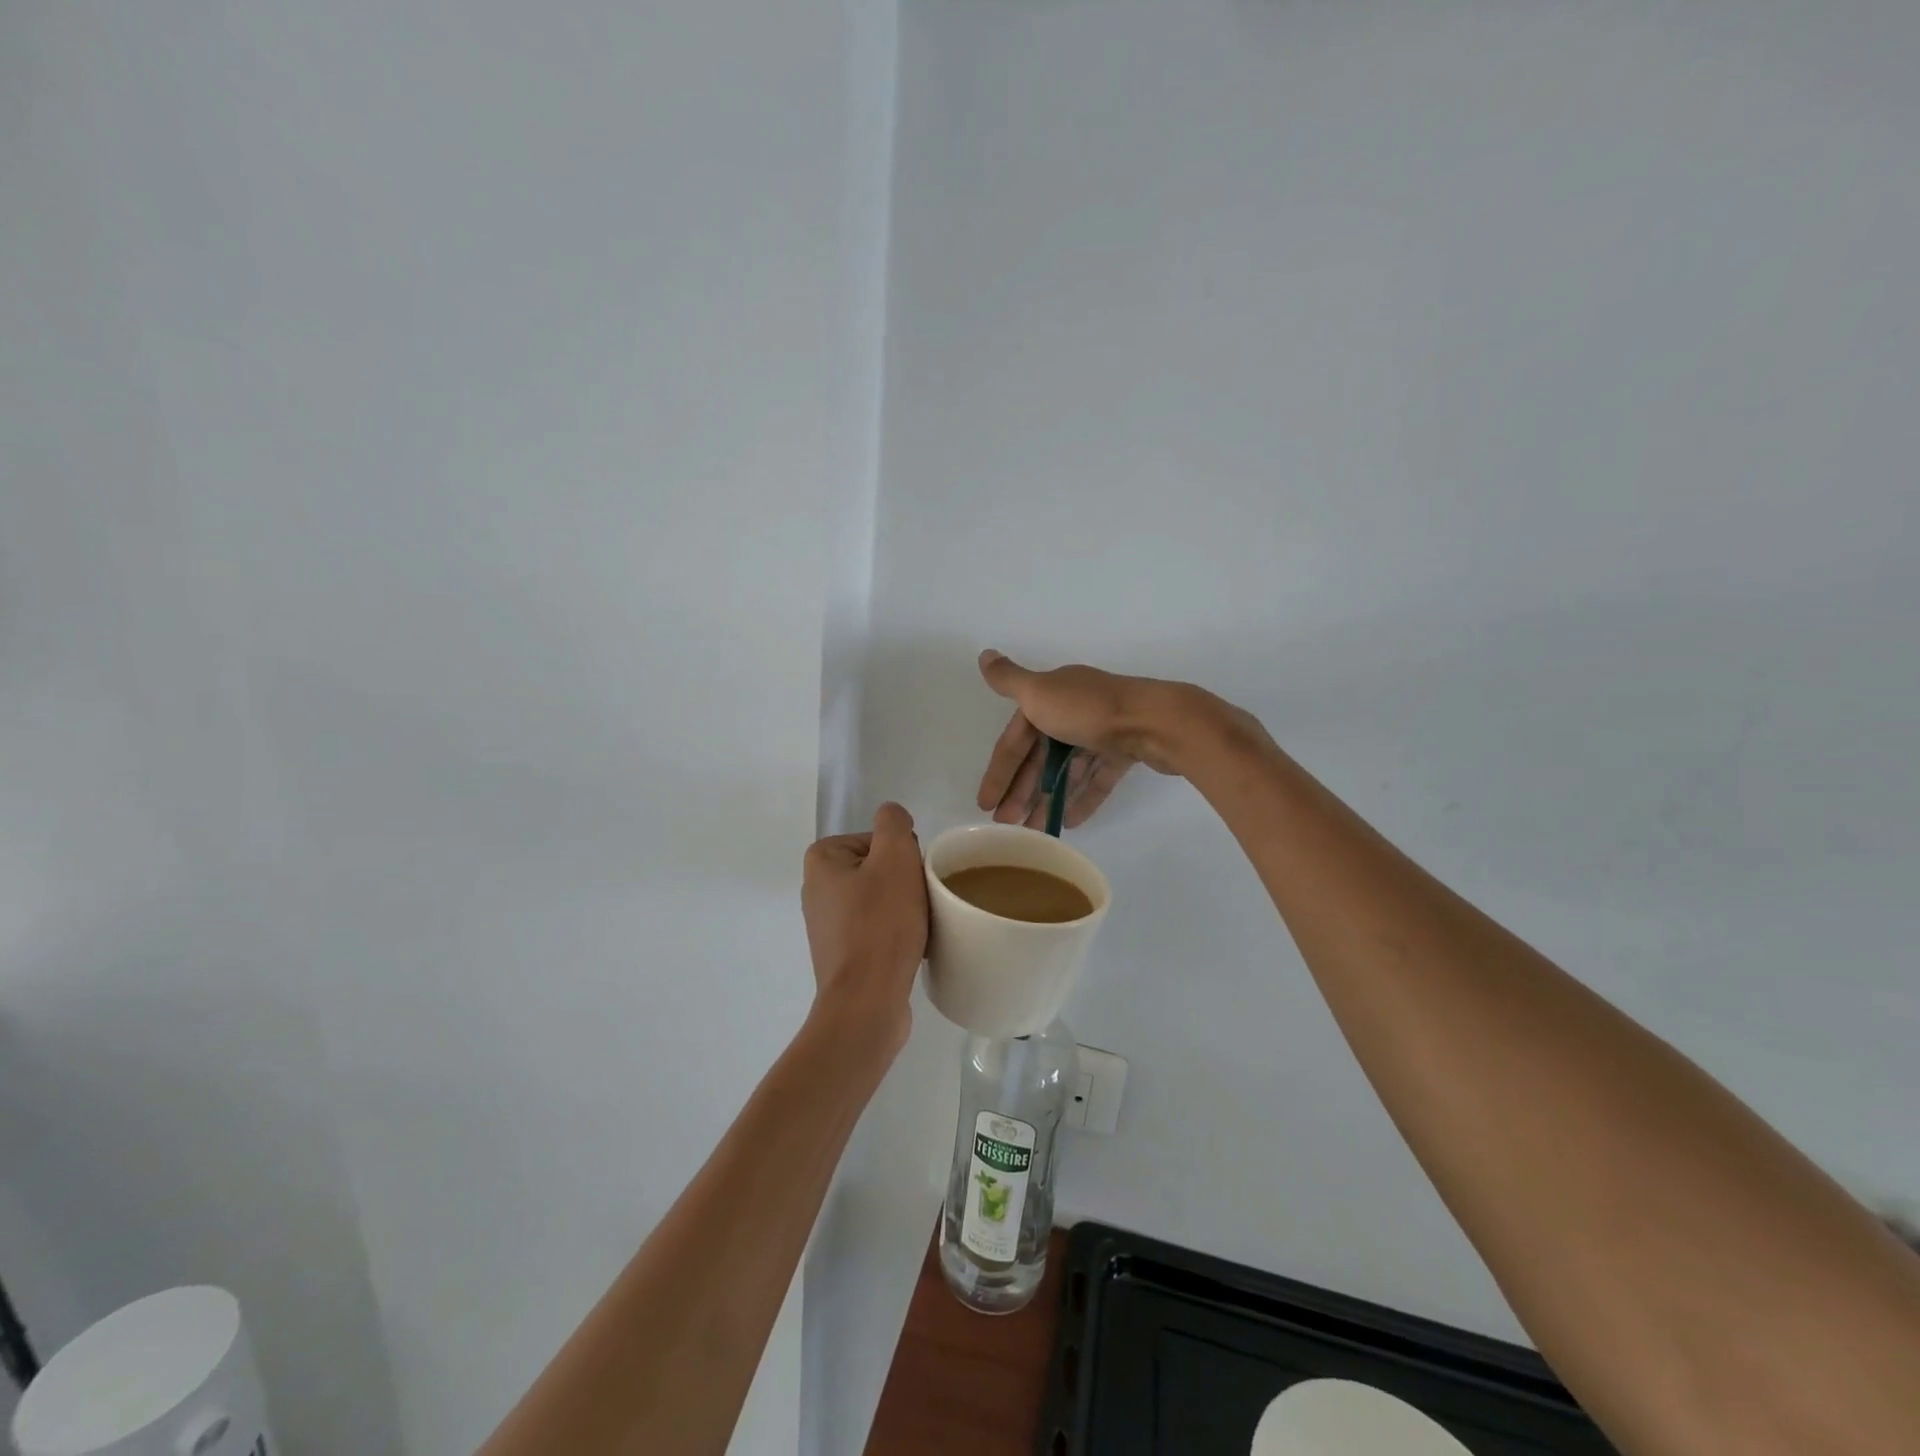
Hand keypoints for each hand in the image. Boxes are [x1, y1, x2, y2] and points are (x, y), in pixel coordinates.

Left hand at [801, 802, 928, 1054]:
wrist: (866, 1002)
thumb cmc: (880, 925)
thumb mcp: (895, 858)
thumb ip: (893, 823)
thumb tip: (892, 817)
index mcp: (822, 860)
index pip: (878, 839)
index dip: (903, 855)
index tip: (912, 879)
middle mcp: (817, 888)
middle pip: (880, 868)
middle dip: (905, 882)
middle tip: (919, 903)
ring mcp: (827, 924)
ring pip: (882, 899)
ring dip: (904, 908)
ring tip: (917, 928)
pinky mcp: (841, 953)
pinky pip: (877, 929)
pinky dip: (896, 933)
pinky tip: (910, 947)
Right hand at [975, 651, 1213, 829]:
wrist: (1156, 721)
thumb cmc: (1089, 710)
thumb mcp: (1040, 692)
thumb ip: (1009, 680)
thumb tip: (984, 655)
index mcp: (1051, 697)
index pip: (1016, 740)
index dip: (999, 771)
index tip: (985, 804)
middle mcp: (1074, 710)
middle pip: (1040, 757)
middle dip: (1021, 790)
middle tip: (1006, 824)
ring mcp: (1102, 731)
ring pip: (1068, 770)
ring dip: (1049, 799)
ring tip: (1035, 831)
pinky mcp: (1126, 751)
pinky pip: (1098, 778)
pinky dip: (1084, 797)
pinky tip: (1071, 822)